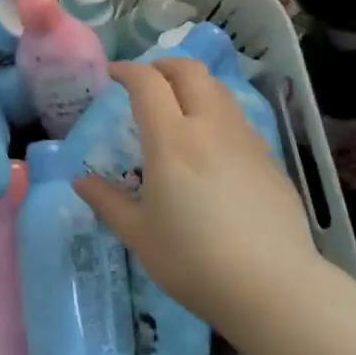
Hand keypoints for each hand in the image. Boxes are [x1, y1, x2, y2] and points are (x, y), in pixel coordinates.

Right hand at [74, 59, 318, 334]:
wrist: (274, 288)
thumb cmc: (194, 261)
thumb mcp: (139, 235)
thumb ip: (108, 202)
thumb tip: (80, 182)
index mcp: (172, 140)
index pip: (147, 83)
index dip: (128, 71)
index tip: (113, 75)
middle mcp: (210, 127)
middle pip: (189, 71)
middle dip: (163, 66)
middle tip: (146, 82)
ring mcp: (245, 140)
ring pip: (218, 90)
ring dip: (193, 85)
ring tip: (179, 107)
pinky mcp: (269, 160)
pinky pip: (238, 119)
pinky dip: (217, 113)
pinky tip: (211, 146)